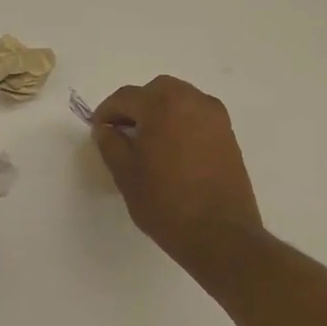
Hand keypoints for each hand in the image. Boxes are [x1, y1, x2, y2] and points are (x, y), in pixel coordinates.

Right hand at [93, 76, 263, 274]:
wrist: (221, 235)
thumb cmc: (166, 203)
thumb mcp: (125, 174)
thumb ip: (110, 143)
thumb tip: (105, 128)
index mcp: (163, 105)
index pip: (126, 97)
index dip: (107, 111)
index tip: (98, 129)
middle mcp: (192, 101)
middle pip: (155, 90)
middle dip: (136, 106)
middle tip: (122, 131)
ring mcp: (214, 116)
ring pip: (179, 99)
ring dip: (159, 111)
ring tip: (148, 141)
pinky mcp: (228, 134)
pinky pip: (196, 115)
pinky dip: (179, 121)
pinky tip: (171, 149)